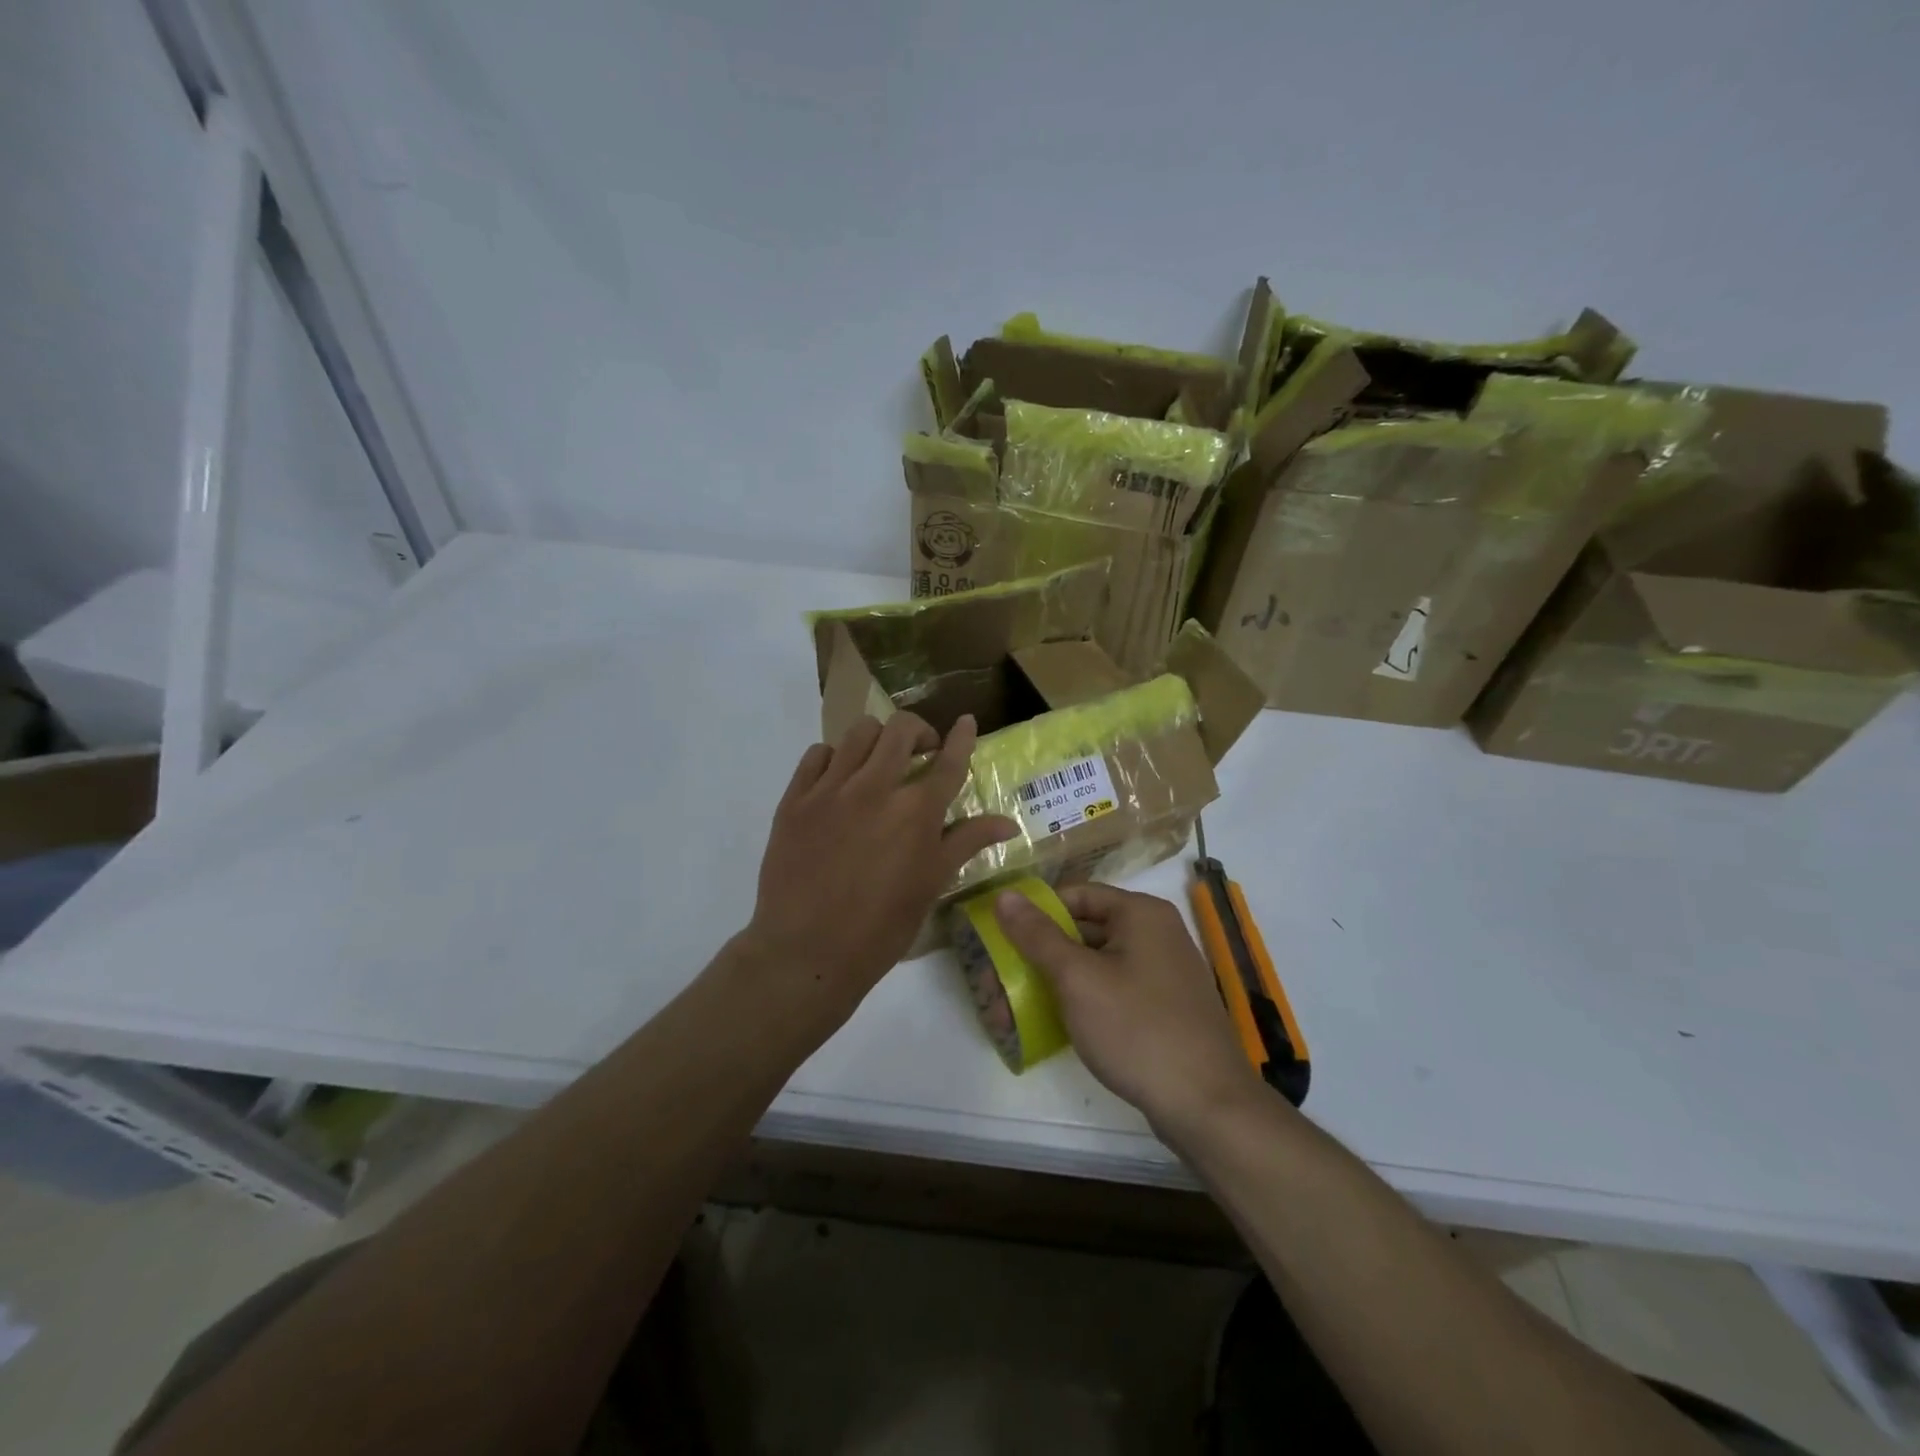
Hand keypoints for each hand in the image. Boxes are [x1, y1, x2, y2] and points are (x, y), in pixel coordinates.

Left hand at [746, 713, 1017, 1020]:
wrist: (807, 952)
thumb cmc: (881, 927)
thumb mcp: (932, 884)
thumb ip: (968, 842)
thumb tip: (1009, 822)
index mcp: (916, 812)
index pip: (948, 760)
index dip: (961, 737)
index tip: (967, 721)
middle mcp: (876, 788)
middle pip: (901, 730)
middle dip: (918, 732)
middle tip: (920, 752)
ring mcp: (831, 790)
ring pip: (858, 732)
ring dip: (878, 739)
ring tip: (879, 763)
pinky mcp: (796, 799)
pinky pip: (817, 754)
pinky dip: (835, 757)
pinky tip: (839, 779)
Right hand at [994, 884, 1266, 1136]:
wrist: (1207, 1105)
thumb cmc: (1137, 1029)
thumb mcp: (1077, 979)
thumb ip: (1038, 935)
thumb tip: (1005, 895)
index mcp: (1141, 913)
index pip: (1076, 894)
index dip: (1037, 913)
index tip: (1002, 937)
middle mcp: (1157, 932)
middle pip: (1086, 928)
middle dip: (1042, 953)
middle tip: (1002, 977)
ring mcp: (1165, 971)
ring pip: (1098, 963)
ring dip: (1059, 980)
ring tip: (1019, 1006)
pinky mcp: (1166, 1006)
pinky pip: (1116, 989)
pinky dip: (1086, 999)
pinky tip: (1060, 1023)